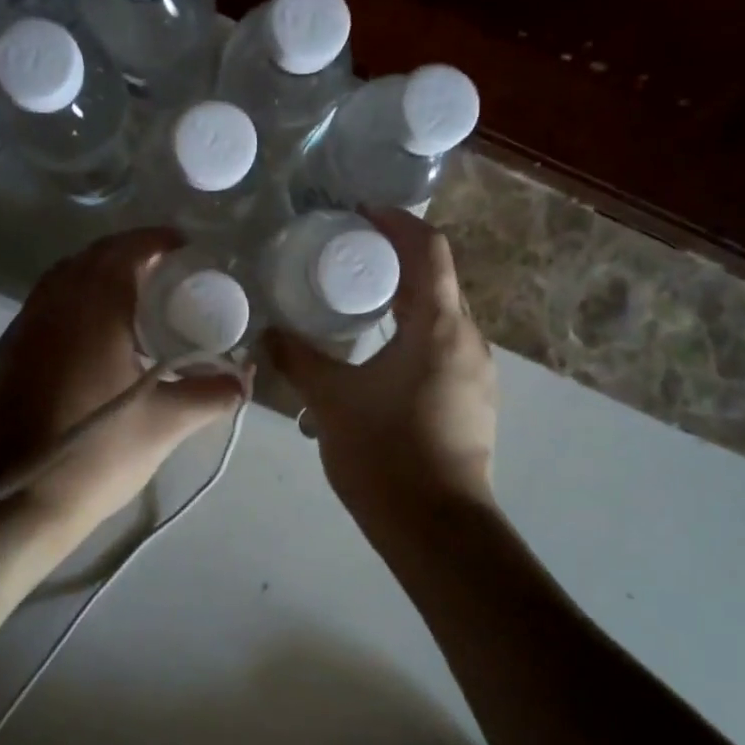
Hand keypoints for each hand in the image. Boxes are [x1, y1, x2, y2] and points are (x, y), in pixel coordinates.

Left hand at [0, 229, 246, 561]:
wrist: (17, 501)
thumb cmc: (99, 454)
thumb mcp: (167, 424)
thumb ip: (213, 394)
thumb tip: (247, 378)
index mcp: (93, 311)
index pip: (125, 252)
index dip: (154, 241)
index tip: (182, 246)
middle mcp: (54, 306)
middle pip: (91, 257)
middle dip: (127, 252)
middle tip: (162, 267)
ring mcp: (24, 328)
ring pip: (62, 278)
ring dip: (95, 272)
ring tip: (129, 294)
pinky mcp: (7, 353)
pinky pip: (44, 304)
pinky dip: (71, 298)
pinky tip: (90, 332)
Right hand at [266, 209, 497, 526]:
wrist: (438, 531)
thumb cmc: (385, 454)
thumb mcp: (330, 400)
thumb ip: (297, 359)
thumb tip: (266, 332)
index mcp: (440, 327)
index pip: (429, 249)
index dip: (397, 222)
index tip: (360, 214)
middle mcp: (469, 340)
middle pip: (436, 280)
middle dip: (394, 261)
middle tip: (346, 257)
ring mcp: (477, 372)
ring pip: (440, 317)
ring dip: (403, 301)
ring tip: (355, 304)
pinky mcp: (474, 400)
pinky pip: (443, 348)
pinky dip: (412, 334)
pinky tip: (376, 355)